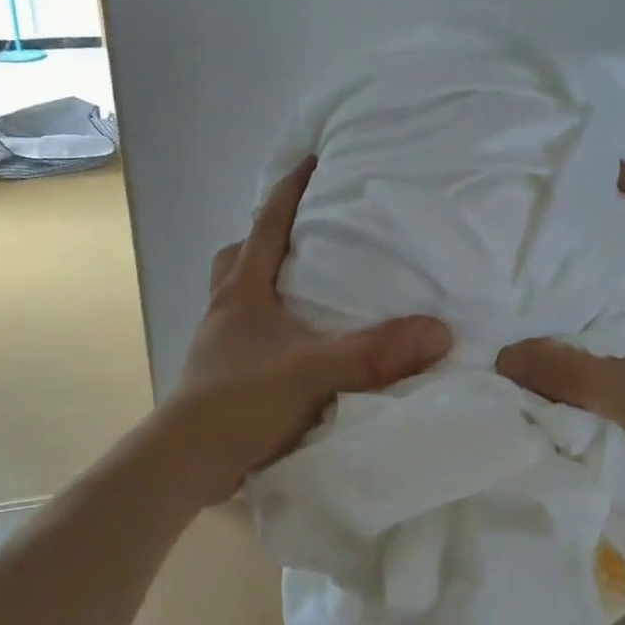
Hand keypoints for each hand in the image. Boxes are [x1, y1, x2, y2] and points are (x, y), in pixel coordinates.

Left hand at [161, 156, 452, 504]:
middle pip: (240, 256)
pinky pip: (249, 333)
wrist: (184, 464)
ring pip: (240, 295)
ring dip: (267, 285)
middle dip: (268, 239)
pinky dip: (272, 327)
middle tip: (305, 238)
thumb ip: (375, 353)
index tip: (312, 160)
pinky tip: (299, 347)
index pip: (268, 225)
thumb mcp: (313, 371)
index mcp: (244, 290)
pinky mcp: (223, 376)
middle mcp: (227, 308)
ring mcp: (220, 343)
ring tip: (307, 292)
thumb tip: (439, 331)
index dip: (290, 190)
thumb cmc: (240, 402)